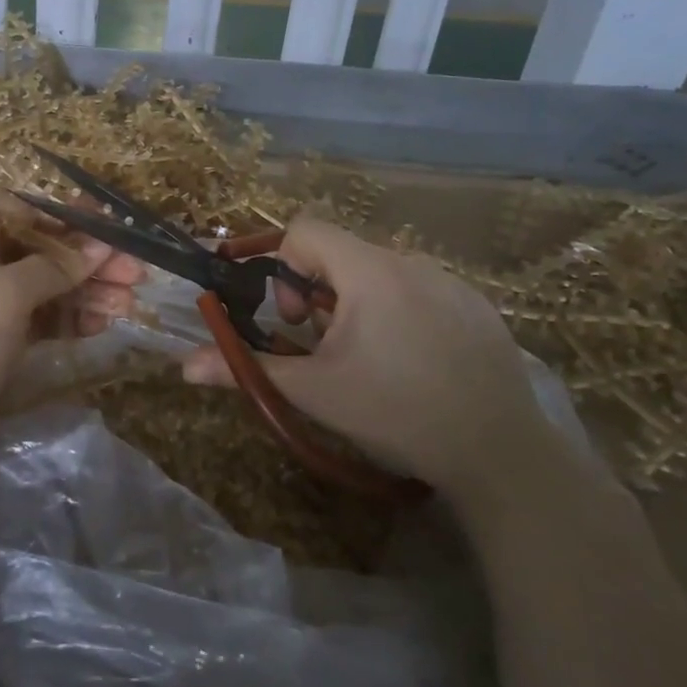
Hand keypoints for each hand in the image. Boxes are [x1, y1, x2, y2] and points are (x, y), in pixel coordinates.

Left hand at [0, 196, 143, 465]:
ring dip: (87, 291)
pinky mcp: (0, 336)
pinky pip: (43, 317)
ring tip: (129, 302)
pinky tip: (103, 324)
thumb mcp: (7, 295)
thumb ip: (56, 267)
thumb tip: (100, 247)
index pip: (26, 210)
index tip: (113, 227)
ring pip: (48, 285)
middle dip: (89, 261)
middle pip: (43, 249)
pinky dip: (71, 318)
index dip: (70, 216)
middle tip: (136, 273)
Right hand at [181, 214, 545, 497]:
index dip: (283, 265)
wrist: (501, 456)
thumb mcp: (314, 392)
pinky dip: (400, 315)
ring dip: (358, 307)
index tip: (293, 319)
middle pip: (342, 256)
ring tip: (371, 363)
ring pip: (380, 275)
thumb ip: (246, 369)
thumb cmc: (396, 414)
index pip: (306, 230)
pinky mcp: (478, 308)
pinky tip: (416, 365)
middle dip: (319, 296)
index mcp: (369, 272)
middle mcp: (411, 263)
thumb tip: (184, 366)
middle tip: (327, 348)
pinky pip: (421, 292)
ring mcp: (452, 283)